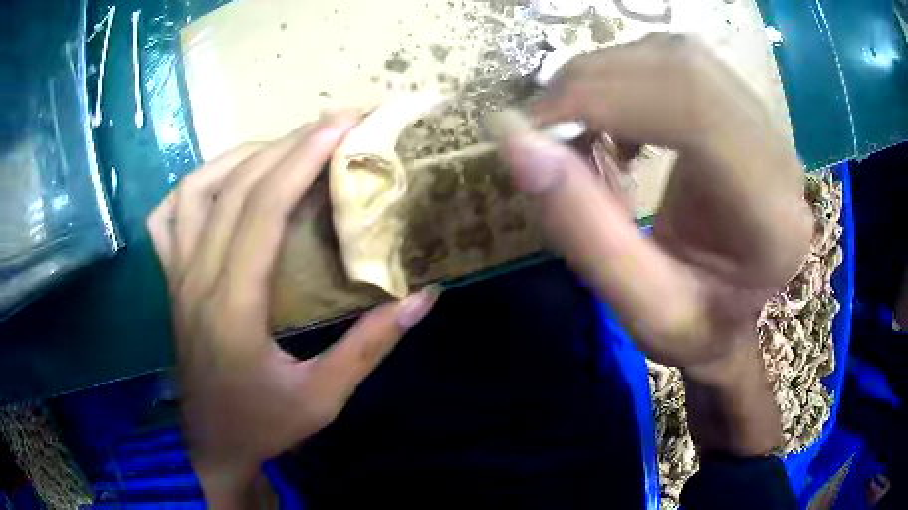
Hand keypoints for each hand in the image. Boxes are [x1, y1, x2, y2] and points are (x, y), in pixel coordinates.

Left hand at [147, 114, 438, 507]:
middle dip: (288, 143)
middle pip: (236, 187)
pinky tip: (222, 181)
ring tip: (284, 147)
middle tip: (333, 122)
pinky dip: (194, 186)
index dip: (303, 158)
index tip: (343, 124)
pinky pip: (168, 216)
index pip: (263, 209)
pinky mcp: (172, 280)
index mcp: (233, 307)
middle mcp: (197, 278)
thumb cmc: (264, 426)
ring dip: (242, 156)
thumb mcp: (324, 398)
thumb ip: (370, 346)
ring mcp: (177, 276)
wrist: (213, 445)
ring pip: (196, 189)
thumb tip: (423, 297)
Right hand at [498, 33, 811, 368]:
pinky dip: (627, 79)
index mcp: (771, 216)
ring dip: (608, 77)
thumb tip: (515, 141)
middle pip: (683, 67)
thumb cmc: (699, 328)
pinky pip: (679, 66)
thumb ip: (582, 230)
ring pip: (678, 56)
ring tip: (576, 127)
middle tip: (543, 125)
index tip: (532, 125)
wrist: (737, 313)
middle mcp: (779, 156)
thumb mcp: (639, 310)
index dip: (603, 95)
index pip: (694, 109)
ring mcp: (767, 125)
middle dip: (595, 81)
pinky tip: (615, 122)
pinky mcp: (745, 111)